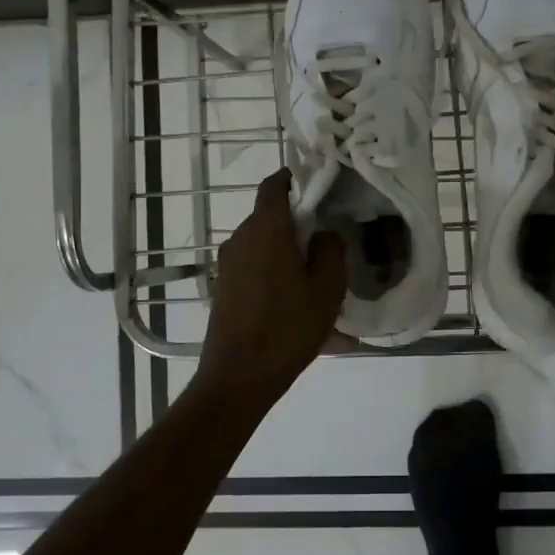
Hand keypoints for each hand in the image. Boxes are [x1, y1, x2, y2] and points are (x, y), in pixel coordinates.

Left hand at [197, 169, 346, 405]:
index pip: (274, 185)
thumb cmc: (288, 328)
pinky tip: (296, 306)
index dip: (293, 178)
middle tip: (327, 242)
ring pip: (263, 245)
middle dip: (297, 223)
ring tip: (315, 281)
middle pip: (270, 217)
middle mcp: (240, 238)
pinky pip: (254, 268)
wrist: (238, 376)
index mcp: (266, 230)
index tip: (316, 185)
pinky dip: (275, 275)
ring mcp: (227, 264)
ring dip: (286, 253)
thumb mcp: (327, 289)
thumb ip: (331, 250)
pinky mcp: (223, 287)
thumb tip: (324, 233)